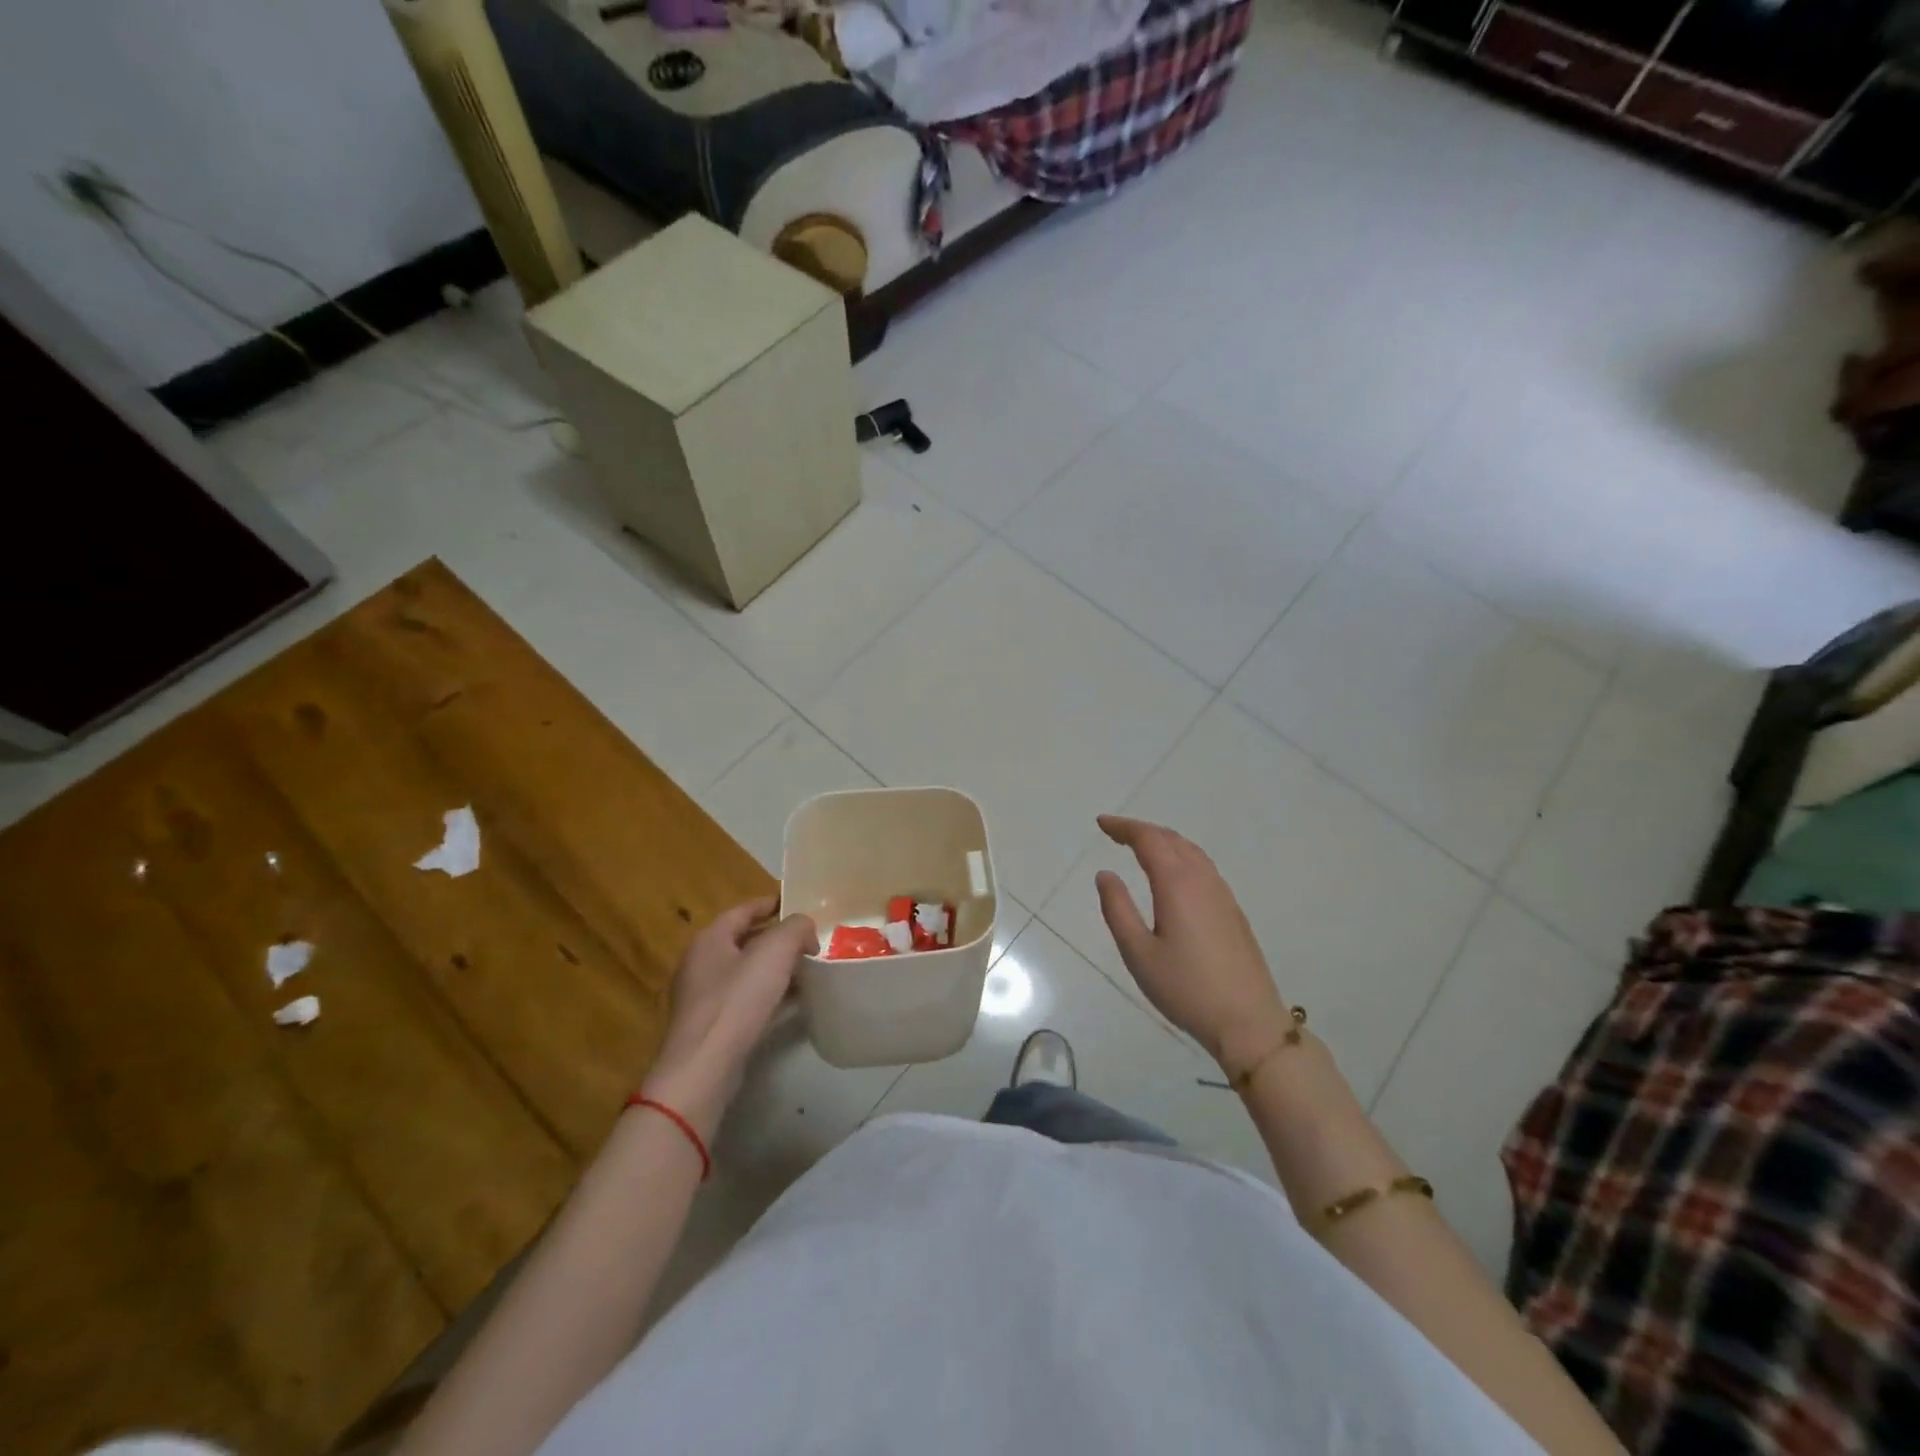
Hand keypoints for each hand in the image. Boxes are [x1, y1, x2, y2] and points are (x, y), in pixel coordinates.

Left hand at [640, 899, 816, 1139]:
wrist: (704, 1069)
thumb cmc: (737, 1001)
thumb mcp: (774, 952)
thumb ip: (795, 928)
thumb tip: (805, 929)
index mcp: (710, 939)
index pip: (743, 910)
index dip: (771, 903)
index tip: (797, 903)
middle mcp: (702, 964)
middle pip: (746, 941)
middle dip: (778, 939)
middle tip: (810, 939)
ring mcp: (705, 999)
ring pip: (748, 973)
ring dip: (776, 969)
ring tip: (809, 969)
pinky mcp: (714, 1028)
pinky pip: (747, 1002)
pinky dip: (771, 997)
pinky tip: (795, 1003)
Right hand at [1094, 815, 1291, 1073]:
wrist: (1248, 1022)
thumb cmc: (1185, 988)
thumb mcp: (1138, 953)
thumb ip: (1118, 909)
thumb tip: (1106, 874)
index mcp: (1177, 884)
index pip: (1149, 840)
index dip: (1124, 827)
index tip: (1101, 823)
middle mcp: (1203, 880)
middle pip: (1172, 839)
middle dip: (1141, 830)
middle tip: (1114, 832)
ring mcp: (1222, 895)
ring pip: (1191, 851)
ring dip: (1163, 841)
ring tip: (1140, 847)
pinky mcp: (1233, 912)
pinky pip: (1203, 867)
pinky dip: (1180, 856)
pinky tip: (1173, 874)